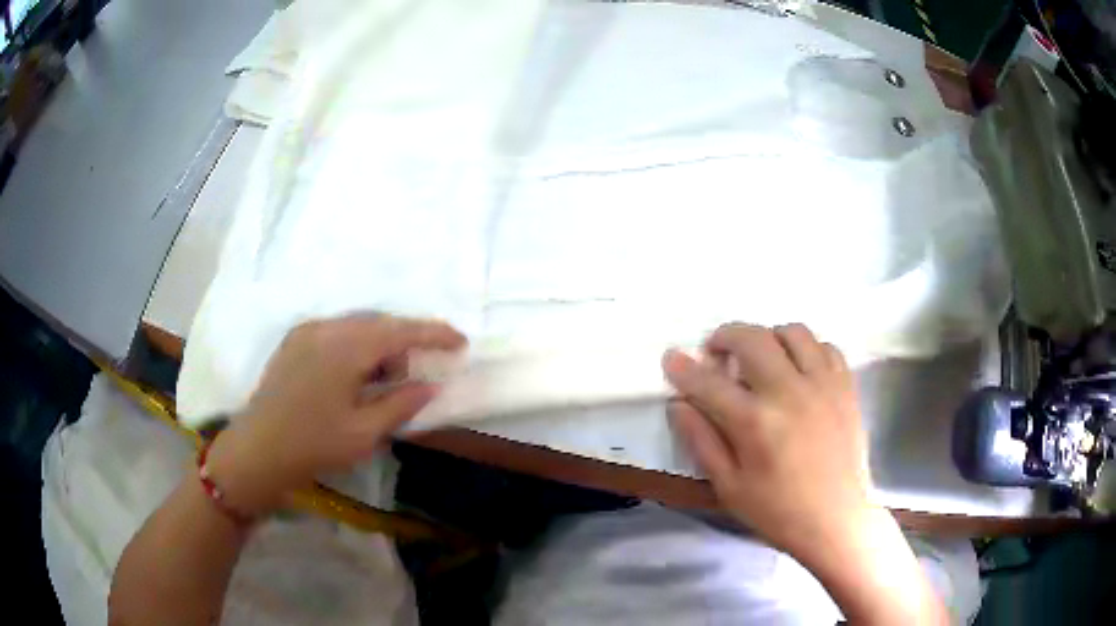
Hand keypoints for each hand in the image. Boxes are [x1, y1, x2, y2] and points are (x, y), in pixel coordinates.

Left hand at [206, 314, 466, 515]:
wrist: (258, 450)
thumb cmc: (314, 445)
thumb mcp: (365, 432)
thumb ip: (401, 403)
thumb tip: (430, 384)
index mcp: (346, 348)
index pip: (400, 331)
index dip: (434, 333)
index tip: (460, 342)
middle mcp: (326, 328)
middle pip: (379, 323)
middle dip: (404, 343)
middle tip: (414, 377)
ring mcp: (306, 332)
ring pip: (356, 327)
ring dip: (378, 346)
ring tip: (381, 383)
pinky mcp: (294, 342)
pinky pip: (336, 333)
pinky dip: (355, 347)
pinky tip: (353, 377)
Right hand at [662, 323, 871, 562]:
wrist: (836, 521)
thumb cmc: (778, 511)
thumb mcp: (729, 486)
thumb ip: (701, 441)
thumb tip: (678, 405)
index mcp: (755, 422)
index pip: (710, 382)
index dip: (684, 368)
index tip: (671, 358)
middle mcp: (790, 392)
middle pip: (752, 339)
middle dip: (725, 336)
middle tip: (716, 352)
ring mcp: (823, 384)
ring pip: (793, 332)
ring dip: (769, 337)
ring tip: (761, 359)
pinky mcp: (846, 387)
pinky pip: (825, 347)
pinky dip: (806, 349)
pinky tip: (798, 371)